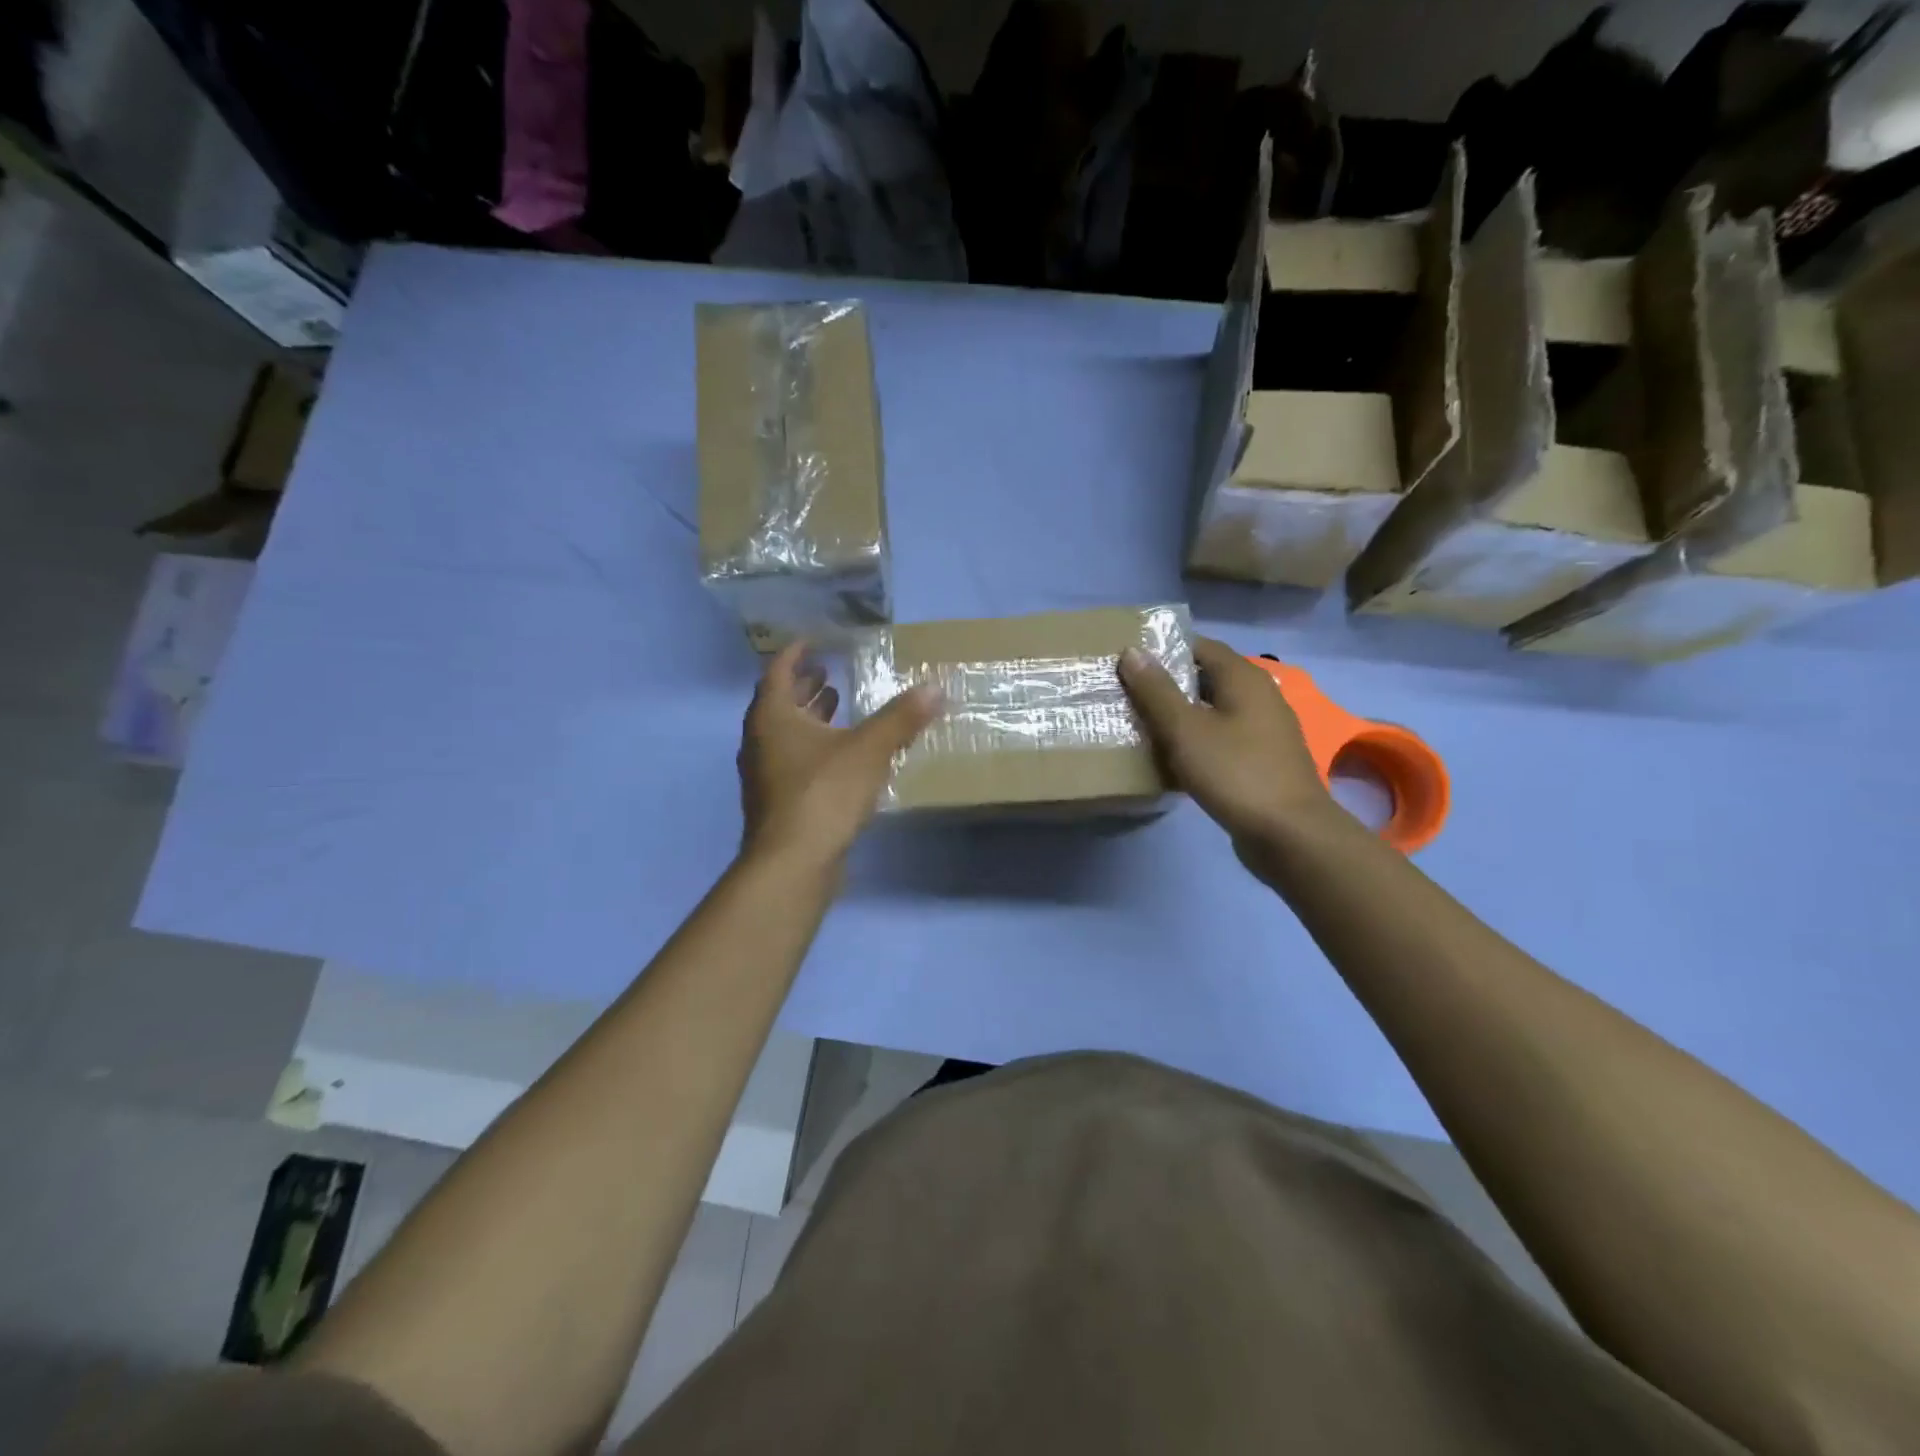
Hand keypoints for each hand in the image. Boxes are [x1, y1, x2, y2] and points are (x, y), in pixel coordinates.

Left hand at [738, 642, 940, 869]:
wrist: (792, 863)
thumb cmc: (824, 794)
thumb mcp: (869, 750)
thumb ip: (901, 718)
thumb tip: (935, 687)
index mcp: (773, 718)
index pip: (778, 671)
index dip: (796, 654)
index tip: (813, 641)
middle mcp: (760, 741)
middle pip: (779, 703)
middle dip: (804, 686)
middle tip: (829, 673)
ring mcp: (765, 775)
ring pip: (785, 735)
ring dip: (810, 718)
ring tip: (838, 705)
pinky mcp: (777, 802)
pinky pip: (793, 761)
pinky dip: (814, 747)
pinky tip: (841, 755)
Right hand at [1119, 637, 1334, 856]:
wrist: (1289, 834)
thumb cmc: (1235, 772)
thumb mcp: (1185, 729)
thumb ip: (1157, 691)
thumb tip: (1132, 652)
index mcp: (1244, 678)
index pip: (1200, 646)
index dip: (1164, 649)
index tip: (1129, 660)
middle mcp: (1259, 696)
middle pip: (1207, 678)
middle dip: (1168, 684)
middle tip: (1127, 692)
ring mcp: (1264, 730)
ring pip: (1213, 711)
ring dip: (1180, 715)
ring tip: (1141, 724)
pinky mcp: (1261, 760)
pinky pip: (1221, 738)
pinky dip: (1196, 740)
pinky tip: (1171, 758)